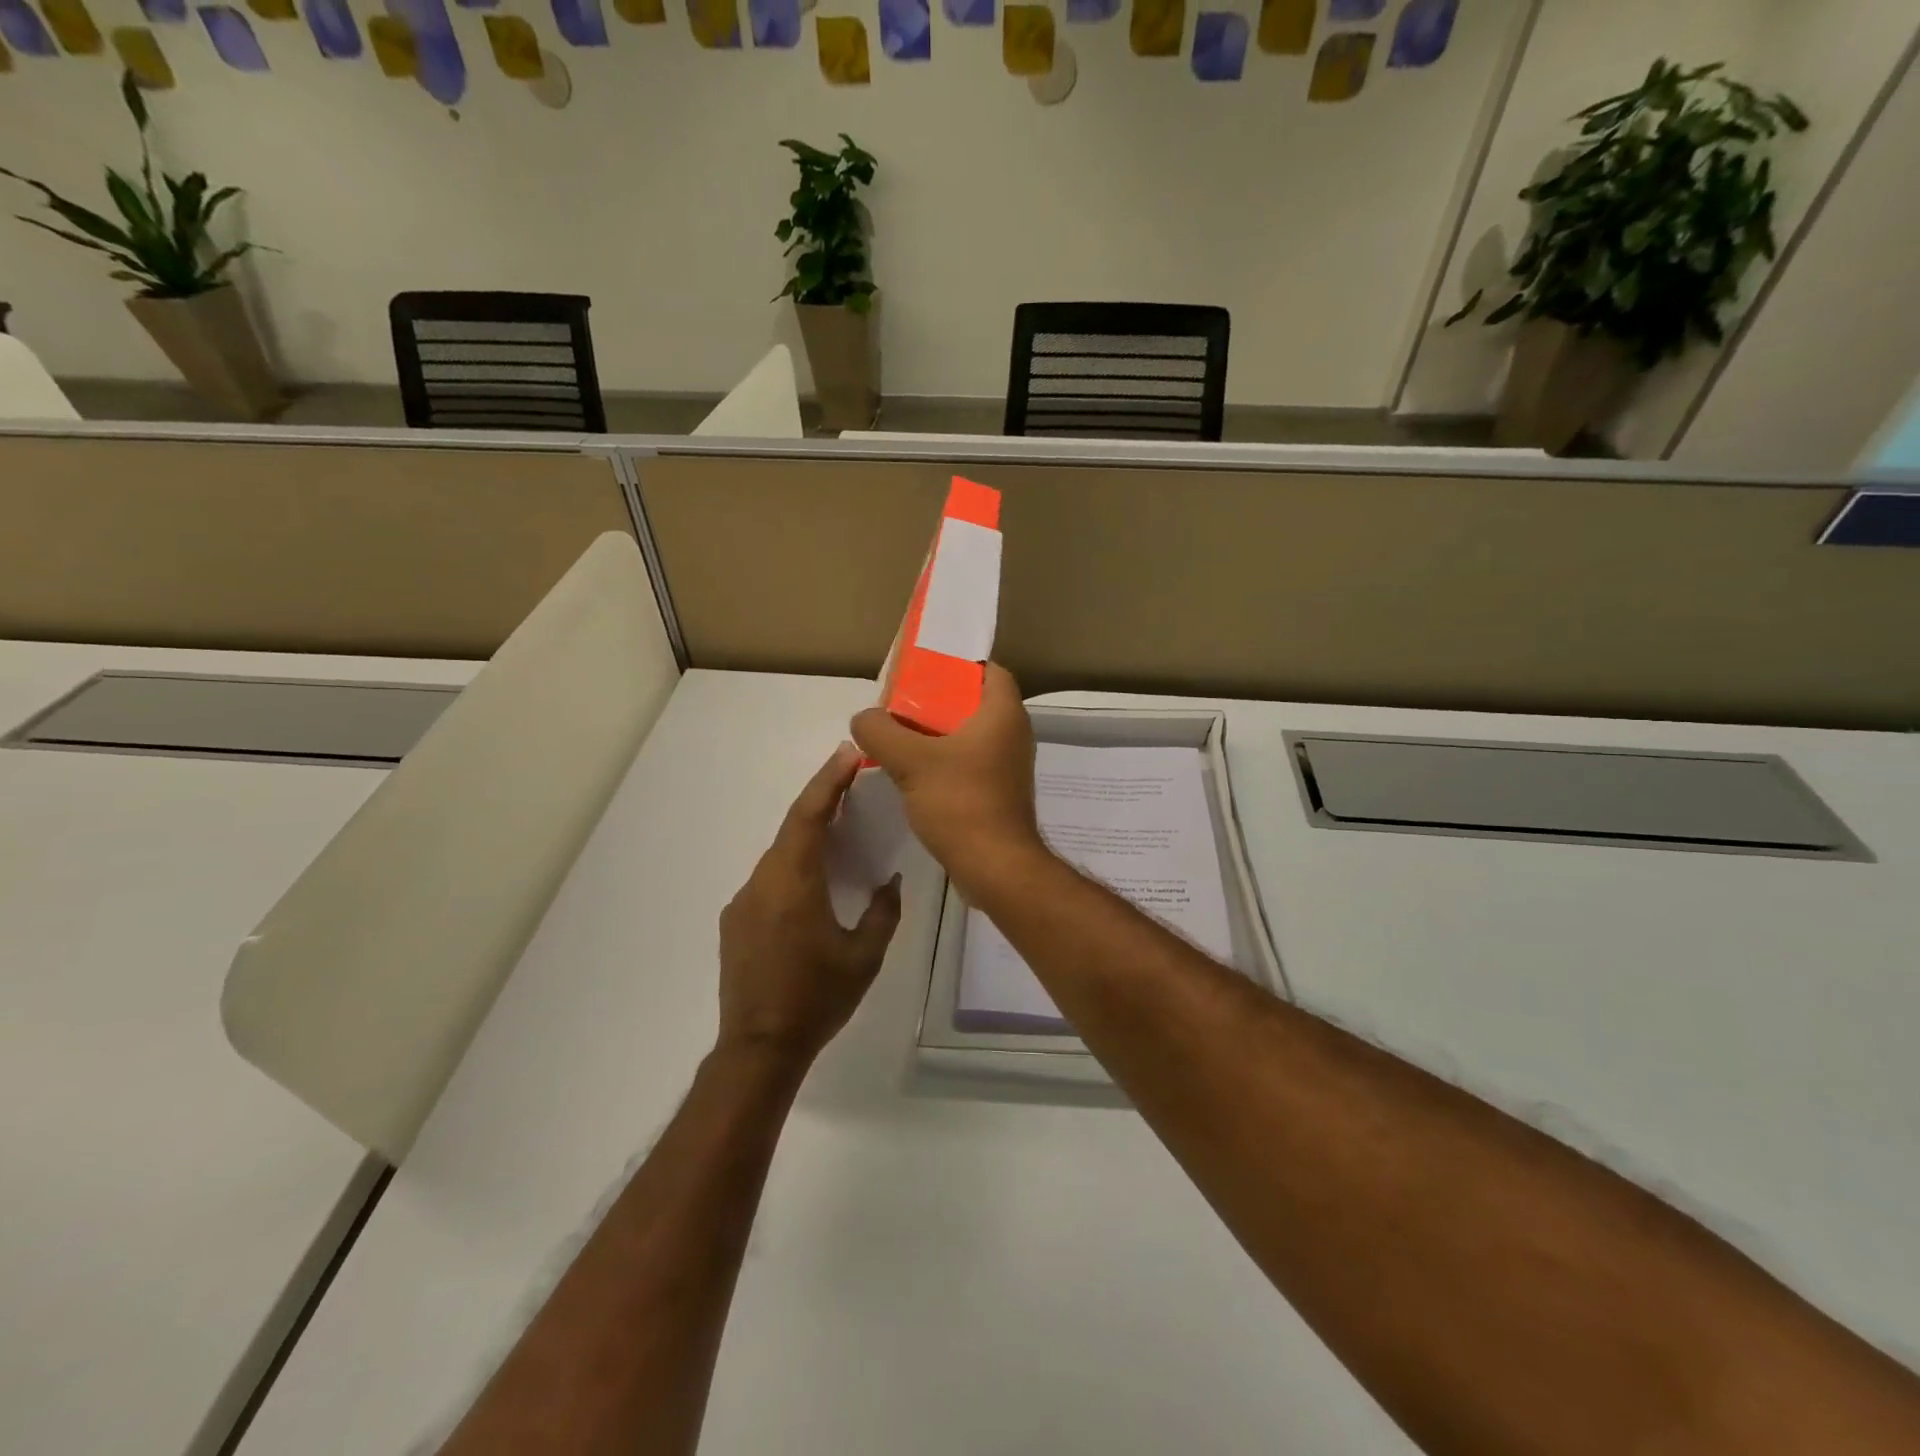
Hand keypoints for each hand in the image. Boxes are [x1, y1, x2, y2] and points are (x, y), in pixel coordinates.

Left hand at [718, 744, 902, 1065]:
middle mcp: (762, 882)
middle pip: (792, 828)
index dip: (828, 780)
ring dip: (808, 836)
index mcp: (793, 882)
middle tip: (851, 783)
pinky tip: (813, 885)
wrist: (758, 1049)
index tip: (847, 754)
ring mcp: (743, 901)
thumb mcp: (865, 956)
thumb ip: (883, 911)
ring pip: (780, 854)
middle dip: (821, 801)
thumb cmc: (817, 999)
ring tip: (839, 832)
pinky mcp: (736, 921)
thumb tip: (889, 882)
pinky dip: (793, 866)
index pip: (808, 815)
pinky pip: (769, 879)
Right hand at [849, 663, 1048, 900]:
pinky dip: (940, 761)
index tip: (921, 671)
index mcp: (1003, 713)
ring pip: (966, 735)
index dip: (956, 665)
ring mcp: (1005, 765)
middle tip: (897, 704)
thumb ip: (880, 731)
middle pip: (971, 702)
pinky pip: (966, 762)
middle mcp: (1011, 734)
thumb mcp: (911, 761)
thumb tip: (863, 719)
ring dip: (933, 734)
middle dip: (934, 700)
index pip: (987, 670)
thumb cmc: (961, 803)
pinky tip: (909, 772)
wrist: (995, 868)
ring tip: (895, 736)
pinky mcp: (996, 791)